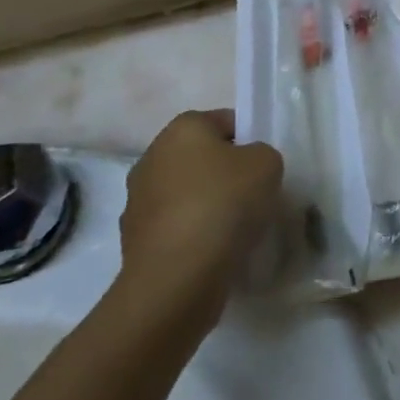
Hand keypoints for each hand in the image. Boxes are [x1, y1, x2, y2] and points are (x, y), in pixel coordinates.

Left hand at [110, 110, 282, 336]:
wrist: (177, 277)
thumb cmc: (224, 204)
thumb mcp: (267, 164)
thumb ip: (262, 154)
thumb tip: (247, 167)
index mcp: (182, 128)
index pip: (224, 121)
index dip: (249, 139)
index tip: (264, 167)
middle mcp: (152, 156)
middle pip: (201, 158)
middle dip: (225, 173)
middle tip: (254, 196)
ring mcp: (137, 200)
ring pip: (186, 193)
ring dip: (206, 205)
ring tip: (235, 230)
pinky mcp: (133, 240)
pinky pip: (175, 227)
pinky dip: (193, 235)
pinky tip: (213, 252)